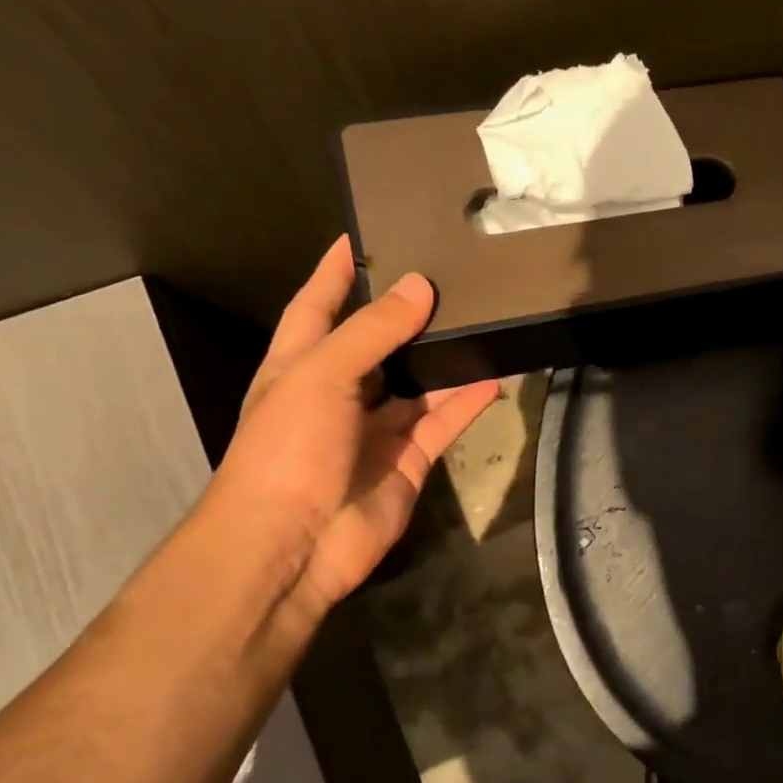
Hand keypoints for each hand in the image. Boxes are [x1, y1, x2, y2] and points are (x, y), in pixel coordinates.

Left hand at [204, 237, 498, 635]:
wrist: (293, 545)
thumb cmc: (288, 448)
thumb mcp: (322, 376)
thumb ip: (373, 332)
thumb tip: (420, 287)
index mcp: (299, 367)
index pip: (316, 306)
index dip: (334, 273)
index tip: (358, 237)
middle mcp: (337, 394)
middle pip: (375, 344)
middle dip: (404, 315)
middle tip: (446, 276)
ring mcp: (374, 430)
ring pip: (416, 384)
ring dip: (442, 359)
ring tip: (480, 321)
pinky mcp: (407, 461)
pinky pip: (441, 423)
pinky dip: (465, 403)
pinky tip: (493, 379)